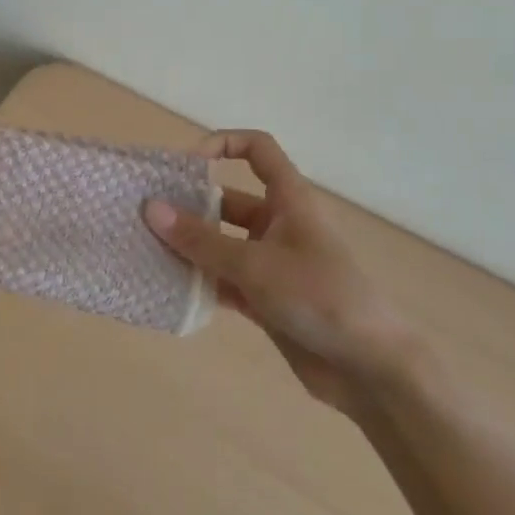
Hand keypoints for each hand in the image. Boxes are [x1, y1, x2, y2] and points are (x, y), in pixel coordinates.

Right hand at [144, 131, 418, 419]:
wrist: (371, 370)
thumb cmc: (319, 297)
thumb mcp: (255, 265)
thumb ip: (200, 240)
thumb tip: (150, 207)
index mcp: (288, 200)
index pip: (257, 150)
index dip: (222, 144)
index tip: (184, 165)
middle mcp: (278, 224)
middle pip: (226, 201)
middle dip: (188, 205)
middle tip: (143, 215)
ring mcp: (271, 263)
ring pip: (220, 243)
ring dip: (188, 247)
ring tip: (144, 249)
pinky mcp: (265, 298)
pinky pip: (223, 279)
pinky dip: (199, 281)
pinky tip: (167, 287)